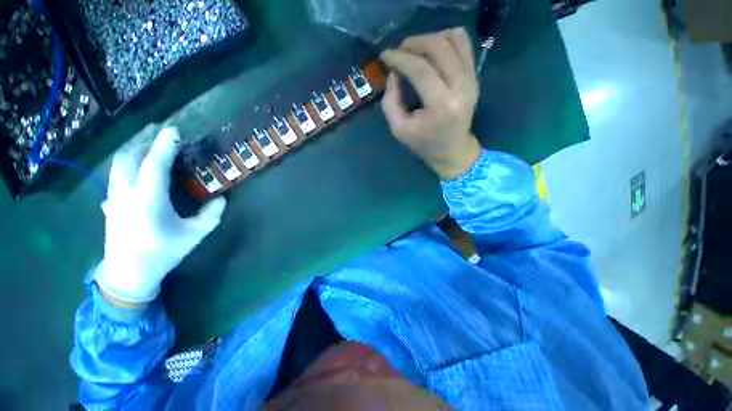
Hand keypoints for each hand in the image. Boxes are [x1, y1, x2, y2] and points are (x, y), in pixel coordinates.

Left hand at [94, 127, 226, 304]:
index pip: (154, 165)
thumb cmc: (162, 253)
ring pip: (119, 165)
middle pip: (129, 158)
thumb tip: (221, 199)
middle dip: (145, 143)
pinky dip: (127, 166)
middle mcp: (126, 193)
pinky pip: (116, 176)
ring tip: (151, 150)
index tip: (174, 131)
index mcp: (148, 200)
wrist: (128, 273)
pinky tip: (138, 172)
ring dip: (134, 152)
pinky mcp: (110, 203)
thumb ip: (211, 215)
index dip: (164, 146)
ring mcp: (114, 198)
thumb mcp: (194, 235)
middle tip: (162, 138)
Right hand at [380, 27, 482, 180]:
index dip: (400, 58)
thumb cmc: (423, 143)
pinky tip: (432, 51)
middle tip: (399, 51)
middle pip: (438, 47)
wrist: (452, 150)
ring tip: (415, 51)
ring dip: (429, 39)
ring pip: (453, 39)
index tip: (385, 56)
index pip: (420, 69)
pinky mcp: (474, 76)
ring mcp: (471, 79)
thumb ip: (390, 100)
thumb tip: (394, 72)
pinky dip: (446, 39)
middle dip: (414, 43)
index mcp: (441, 105)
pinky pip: (464, 44)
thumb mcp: (399, 128)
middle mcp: (460, 87)